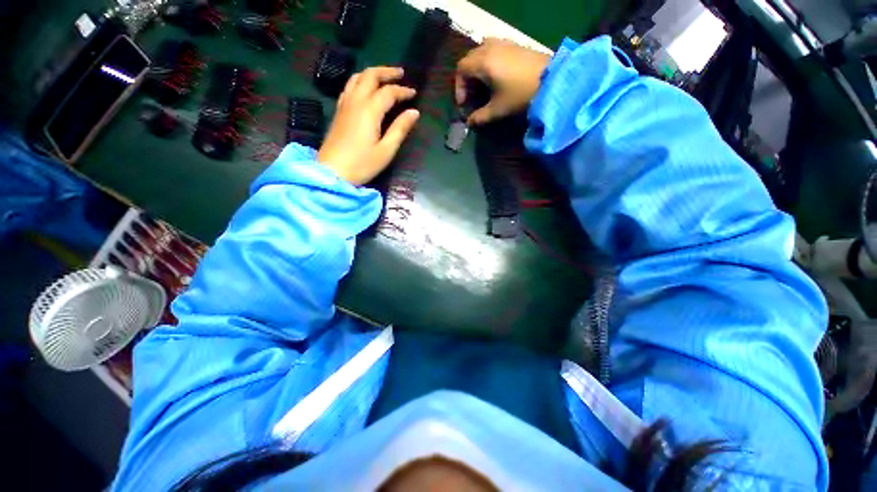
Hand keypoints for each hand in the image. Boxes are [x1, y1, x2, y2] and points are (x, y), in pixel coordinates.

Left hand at [318, 66, 419, 184]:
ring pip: (357, 78)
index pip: (389, 92)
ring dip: (372, 74)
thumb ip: (400, 129)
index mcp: (369, 110)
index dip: (403, 91)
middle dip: (387, 72)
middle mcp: (355, 101)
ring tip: (384, 78)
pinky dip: (360, 82)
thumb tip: (414, 112)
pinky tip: (365, 89)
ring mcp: (344, 105)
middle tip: (401, 74)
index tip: (414, 94)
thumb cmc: (362, 164)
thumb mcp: (386, 150)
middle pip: (370, 76)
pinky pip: (349, 87)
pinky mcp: (338, 112)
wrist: (332, 172)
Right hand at [455, 38, 550, 125]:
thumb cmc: (521, 95)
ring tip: (482, 86)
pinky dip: (487, 62)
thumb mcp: (498, 110)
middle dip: (466, 79)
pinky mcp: (513, 44)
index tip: (464, 103)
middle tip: (471, 96)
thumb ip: (480, 117)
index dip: (459, 87)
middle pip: (469, 59)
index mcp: (483, 62)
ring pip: (480, 52)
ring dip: (476, 69)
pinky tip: (495, 76)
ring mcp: (503, 43)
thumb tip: (469, 122)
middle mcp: (490, 48)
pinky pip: (492, 49)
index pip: (461, 69)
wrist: (552, 79)